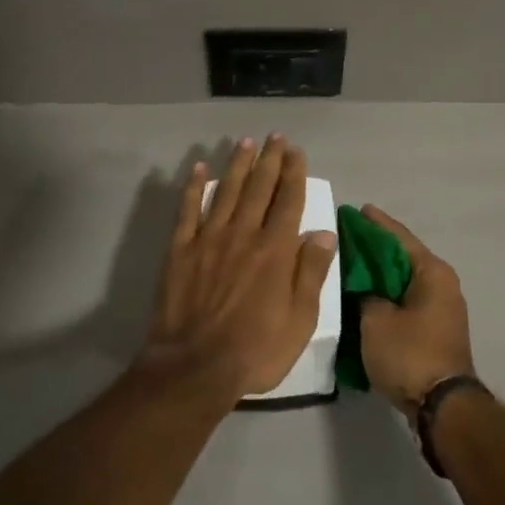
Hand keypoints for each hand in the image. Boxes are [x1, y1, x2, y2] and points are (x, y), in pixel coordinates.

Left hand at [138, 135, 336, 408]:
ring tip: (246, 142)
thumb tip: (323, 233)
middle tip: (276, 136)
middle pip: (259, 188)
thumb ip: (311, 273)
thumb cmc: (255, 350)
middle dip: (270, 159)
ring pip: (227, 191)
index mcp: (275, 250)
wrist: (194, 367)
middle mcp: (243, 234)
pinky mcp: (180, 250)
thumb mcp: (300, 320)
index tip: (296, 151)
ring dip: (238, 164)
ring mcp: (209, 239)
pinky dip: (194, 187)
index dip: (294, 173)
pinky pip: (188, 210)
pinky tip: (200, 168)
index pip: (288, 200)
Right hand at [357, 206, 475, 416]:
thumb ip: (365, 293)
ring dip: (379, 274)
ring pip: (404, 280)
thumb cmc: (410, 354)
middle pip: (402, 257)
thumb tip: (364, 287)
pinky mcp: (436, 330)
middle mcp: (442, 283)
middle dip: (374, 249)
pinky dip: (387, 294)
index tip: (355, 210)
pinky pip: (406, 300)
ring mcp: (442, 308)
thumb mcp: (375, 320)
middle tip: (345, 238)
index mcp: (432, 272)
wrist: (442, 407)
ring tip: (350, 265)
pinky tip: (364, 295)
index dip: (375, 223)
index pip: (398, 237)